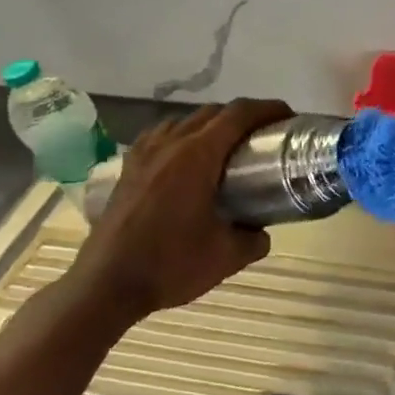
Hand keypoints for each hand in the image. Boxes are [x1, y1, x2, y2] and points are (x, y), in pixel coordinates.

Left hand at [67, 99, 292, 324]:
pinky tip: (188, 156)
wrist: (105, 286)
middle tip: (267, 134)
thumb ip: (255, 239)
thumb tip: (263, 231)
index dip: (268, 109)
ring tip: (230, 144)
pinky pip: (161, 135)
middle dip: (245, 115)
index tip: (289, 117)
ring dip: (213, 123)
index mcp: (197, 156)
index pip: (238, 114)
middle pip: (214, 111)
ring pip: (185, 120)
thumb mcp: (228, 257)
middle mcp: (170, 145)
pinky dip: (183, 135)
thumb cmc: (170, 265)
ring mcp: (144, 154)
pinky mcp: (128, 168)